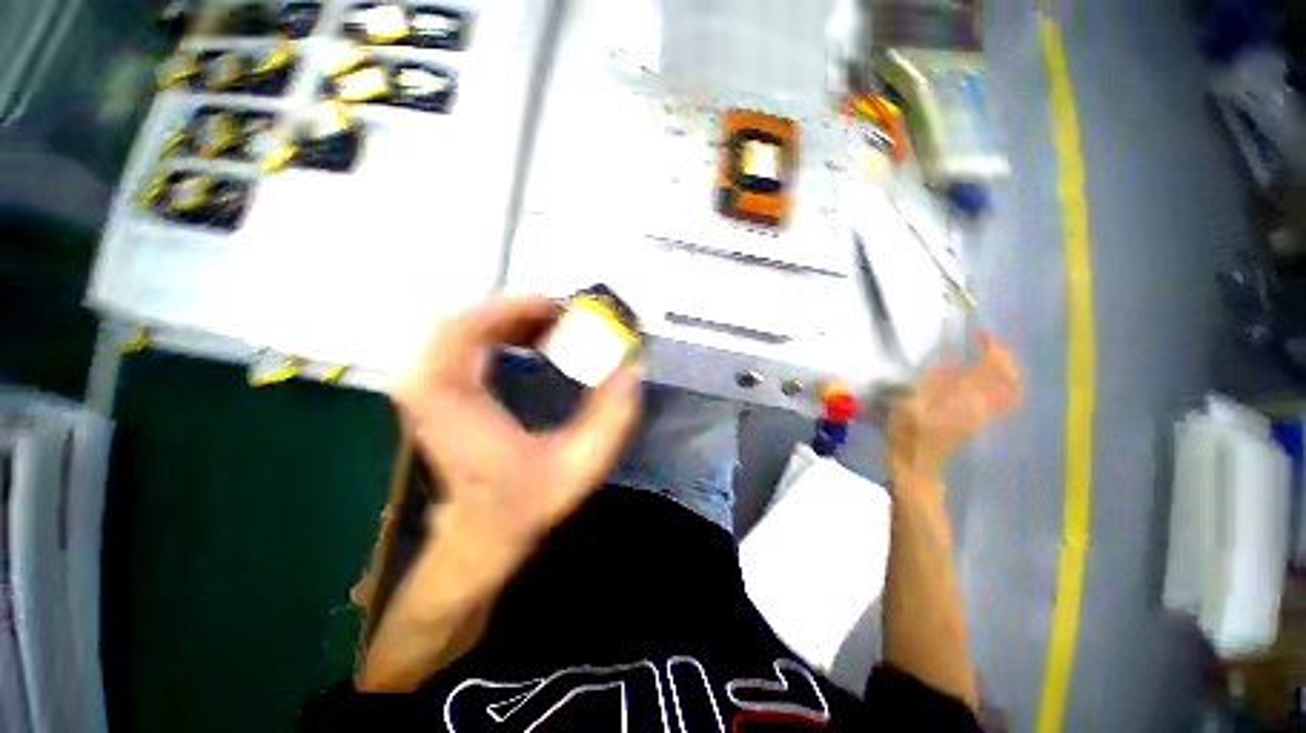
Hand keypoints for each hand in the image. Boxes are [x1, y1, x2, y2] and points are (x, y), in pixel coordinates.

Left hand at [394, 295, 642, 575]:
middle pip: (462, 320)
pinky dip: (500, 331)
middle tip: (565, 316)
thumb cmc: (525, 502)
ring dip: (511, 319)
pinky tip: (531, 340)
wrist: (482, 532)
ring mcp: (427, 387)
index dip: (512, 308)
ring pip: (462, 327)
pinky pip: (463, 341)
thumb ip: (611, 419)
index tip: (558, 308)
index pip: (463, 329)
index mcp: (453, 403)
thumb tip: (632, 370)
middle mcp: (427, 387)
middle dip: (518, 311)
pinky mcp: (438, 389)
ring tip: (554, 326)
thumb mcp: (579, 467)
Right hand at [886, 333, 1020, 481]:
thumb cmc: (907, 435)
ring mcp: (981, 415)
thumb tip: (952, 363)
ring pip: (1006, 390)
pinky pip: (998, 399)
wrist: (916, 465)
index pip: (990, 371)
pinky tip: (978, 380)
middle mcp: (981, 406)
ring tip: (987, 357)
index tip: (982, 334)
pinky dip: (996, 385)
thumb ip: (932, 384)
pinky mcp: (975, 421)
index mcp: (966, 401)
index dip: (991, 350)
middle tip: (989, 344)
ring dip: (1002, 371)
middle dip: (1003, 359)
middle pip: (1008, 380)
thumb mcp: (911, 405)